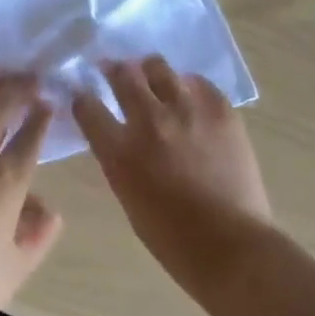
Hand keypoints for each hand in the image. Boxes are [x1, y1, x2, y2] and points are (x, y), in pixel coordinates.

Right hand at [74, 56, 274, 299]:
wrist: (233, 248)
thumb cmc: (173, 239)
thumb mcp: (128, 197)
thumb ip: (119, 159)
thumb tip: (118, 136)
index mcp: (120, 151)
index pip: (87, 106)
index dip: (82, 96)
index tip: (83, 94)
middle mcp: (149, 121)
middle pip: (122, 75)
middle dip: (114, 70)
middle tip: (115, 71)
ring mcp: (186, 110)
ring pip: (158, 67)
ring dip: (149, 71)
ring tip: (152, 76)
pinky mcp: (220, 109)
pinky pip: (198, 82)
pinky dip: (188, 86)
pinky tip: (189, 95)